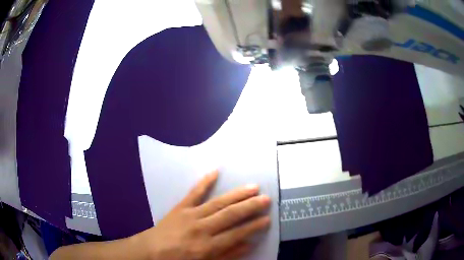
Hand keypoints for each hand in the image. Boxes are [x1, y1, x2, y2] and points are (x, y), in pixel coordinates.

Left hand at [135, 170, 270, 259]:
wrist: (152, 251)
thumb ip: (227, 255)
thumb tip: (248, 244)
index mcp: (208, 246)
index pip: (237, 234)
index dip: (254, 226)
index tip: (267, 219)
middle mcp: (202, 228)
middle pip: (230, 215)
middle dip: (250, 207)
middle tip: (266, 198)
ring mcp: (190, 215)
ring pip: (218, 203)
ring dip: (236, 195)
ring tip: (253, 187)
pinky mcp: (180, 207)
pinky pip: (194, 193)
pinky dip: (204, 182)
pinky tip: (215, 171)